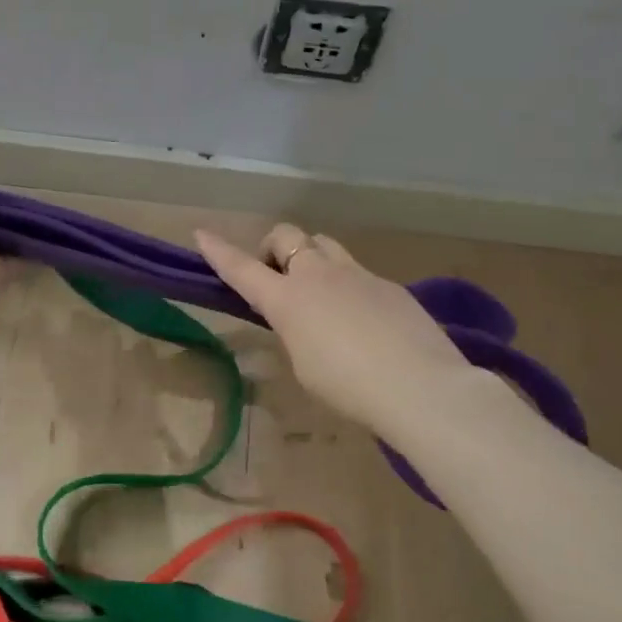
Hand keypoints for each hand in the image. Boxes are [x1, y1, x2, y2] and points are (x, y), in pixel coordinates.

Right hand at [195, 224, 468, 431]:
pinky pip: (359, 274)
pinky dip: (349, 287)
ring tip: (320, 294)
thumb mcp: (305, 365)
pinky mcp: (389, 285)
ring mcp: (358, 275)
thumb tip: (306, 320)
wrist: (419, 386)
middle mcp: (319, 275)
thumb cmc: (348, 388)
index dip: (219, 251)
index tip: (201, 233)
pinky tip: (365, 323)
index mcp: (288, 299)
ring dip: (312, 258)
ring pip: (324, 244)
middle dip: (274, 248)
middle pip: (287, 235)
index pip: (242, 269)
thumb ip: (296, 332)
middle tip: (278, 278)